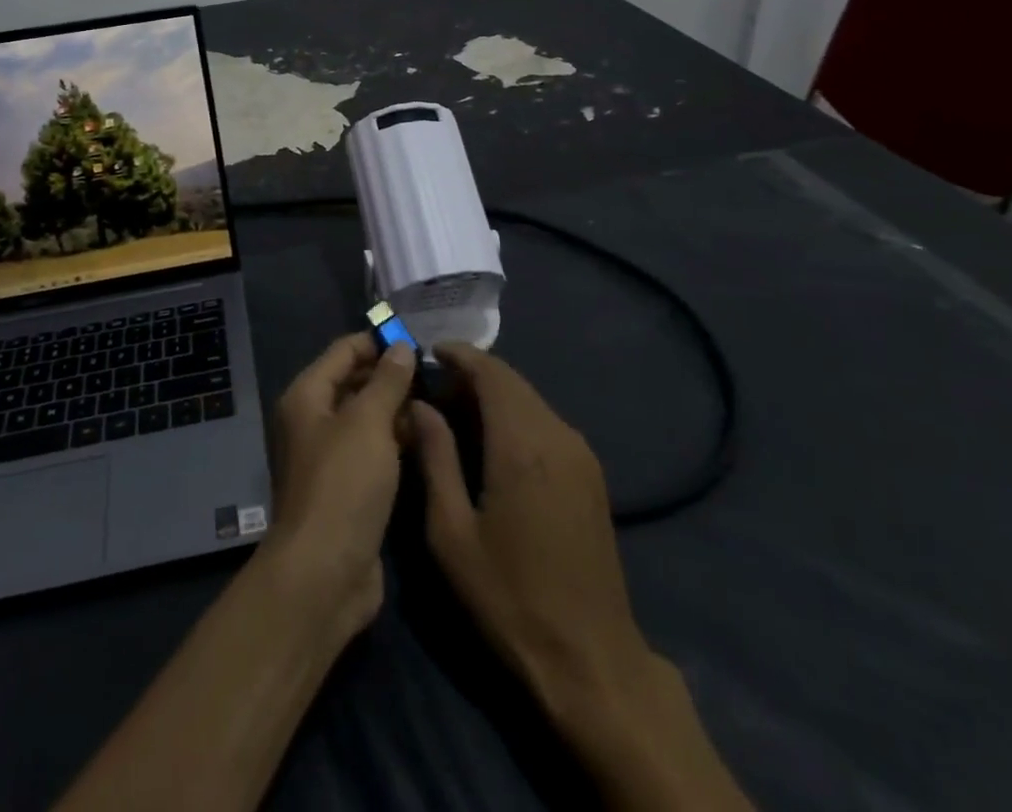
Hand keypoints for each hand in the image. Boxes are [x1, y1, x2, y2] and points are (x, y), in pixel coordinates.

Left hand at [263, 334, 415, 638]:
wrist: (325, 573)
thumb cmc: (344, 484)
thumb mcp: (369, 423)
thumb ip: (387, 381)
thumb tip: (401, 347)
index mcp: (307, 396)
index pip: (344, 351)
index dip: (378, 342)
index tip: (419, 342)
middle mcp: (312, 421)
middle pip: (353, 382)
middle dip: (391, 376)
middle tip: (435, 373)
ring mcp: (328, 456)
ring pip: (366, 418)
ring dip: (396, 409)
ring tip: (439, 401)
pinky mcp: (346, 487)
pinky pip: (372, 450)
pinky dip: (395, 440)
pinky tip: (426, 438)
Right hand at [408, 343, 650, 726]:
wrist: (591, 659)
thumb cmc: (510, 597)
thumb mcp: (452, 532)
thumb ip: (435, 457)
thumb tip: (421, 405)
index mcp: (522, 445)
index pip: (491, 373)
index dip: (459, 354)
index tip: (427, 351)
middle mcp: (557, 436)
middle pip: (512, 381)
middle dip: (472, 374)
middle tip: (433, 389)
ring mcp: (580, 454)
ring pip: (530, 399)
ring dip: (494, 395)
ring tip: (454, 413)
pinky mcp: (590, 474)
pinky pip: (546, 422)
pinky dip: (514, 415)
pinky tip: (491, 441)